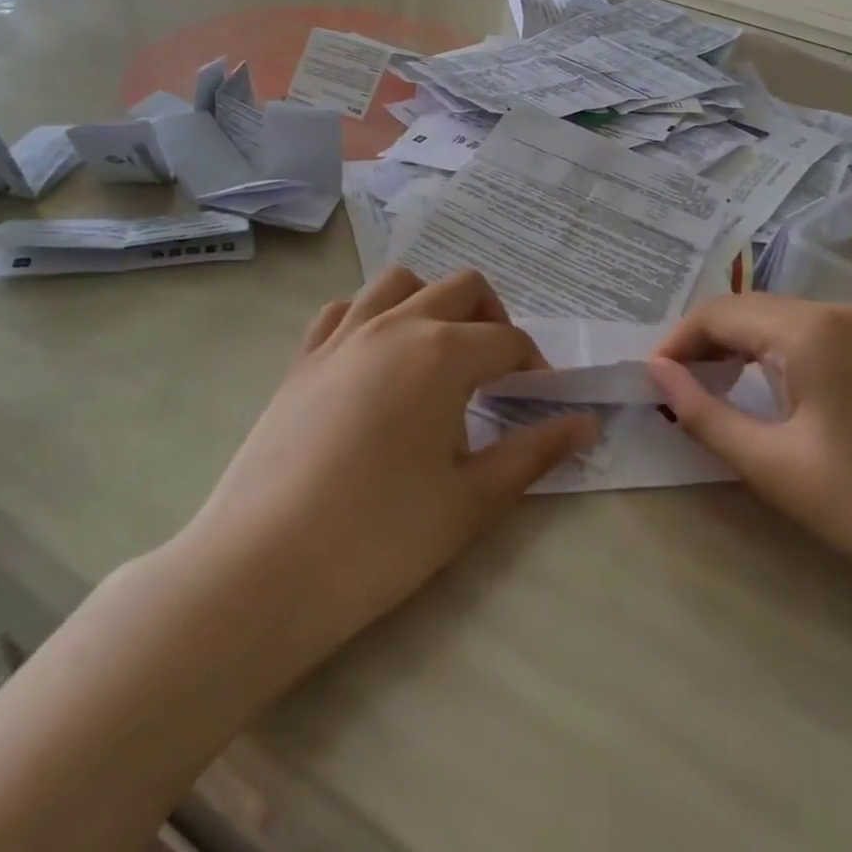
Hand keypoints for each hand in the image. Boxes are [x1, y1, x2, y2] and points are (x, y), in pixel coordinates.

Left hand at [179, 267, 596, 664]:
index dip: (535, 368)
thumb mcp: (471, 500)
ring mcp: (342, 336)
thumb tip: (586, 424)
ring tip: (441, 353)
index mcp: (443, 353)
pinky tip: (377, 360)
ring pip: (399, 282)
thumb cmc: (381, 538)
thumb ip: (534, 453)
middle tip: (499, 373)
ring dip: (432, 303)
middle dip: (493, 319)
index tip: (541, 403)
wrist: (264, 569)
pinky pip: (344, 309)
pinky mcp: (303, 358)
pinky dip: (372, 316)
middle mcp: (395, 325)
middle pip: (461, 288)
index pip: (508, 341)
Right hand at [649, 294, 851, 607]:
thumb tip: (655, 373)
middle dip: (704, 343)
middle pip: (749, 311)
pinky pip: (812, 337)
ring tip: (710, 390)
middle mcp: (840, 313)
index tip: (650, 381)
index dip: (676, 343)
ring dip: (739, 349)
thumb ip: (704, 412)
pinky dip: (775, 356)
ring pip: (780, 322)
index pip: (719, 315)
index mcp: (810, 329)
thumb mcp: (773, 465)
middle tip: (674, 388)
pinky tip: (766, 391)